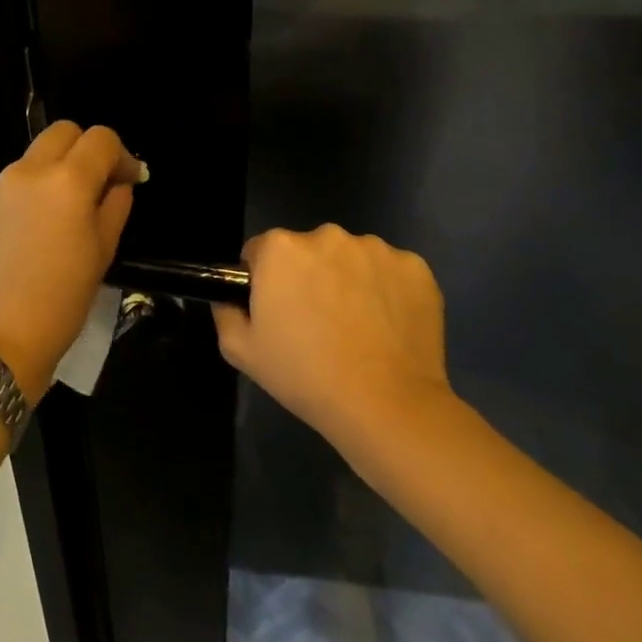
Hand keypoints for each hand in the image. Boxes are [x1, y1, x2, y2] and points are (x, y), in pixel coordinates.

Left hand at [0, 122, 143, 401]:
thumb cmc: (61, 300)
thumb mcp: (103, 252)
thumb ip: (114, 206)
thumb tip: (118, 183)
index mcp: (67, 180)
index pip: (101, 140)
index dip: (123, 156)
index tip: (131, 182)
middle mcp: (32, 169)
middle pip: (65, 131)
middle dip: (90, 149)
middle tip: (104, 184)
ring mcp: (5, 183)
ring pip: (42, 150)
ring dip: (64, 162)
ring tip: (78, 204)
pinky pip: (24, 173)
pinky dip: (43, 179)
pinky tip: (52, 218)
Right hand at [211, 224, 453, 463]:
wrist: (385, 406)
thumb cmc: (304, 375)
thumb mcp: (241, 350)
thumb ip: (226, 312)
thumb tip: (231, 298)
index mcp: (280, 248)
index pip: (260, 251)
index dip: (264, 281)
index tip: (277, 311)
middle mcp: (326, 235)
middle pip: (307, 250)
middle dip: (308, 276)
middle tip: (316, 322)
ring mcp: (375, 249)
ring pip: (350, 258)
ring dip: (348, 279)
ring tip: (357, 327)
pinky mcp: (416, 268)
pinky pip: (390, 271)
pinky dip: (387, 290)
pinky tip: (387, 325)